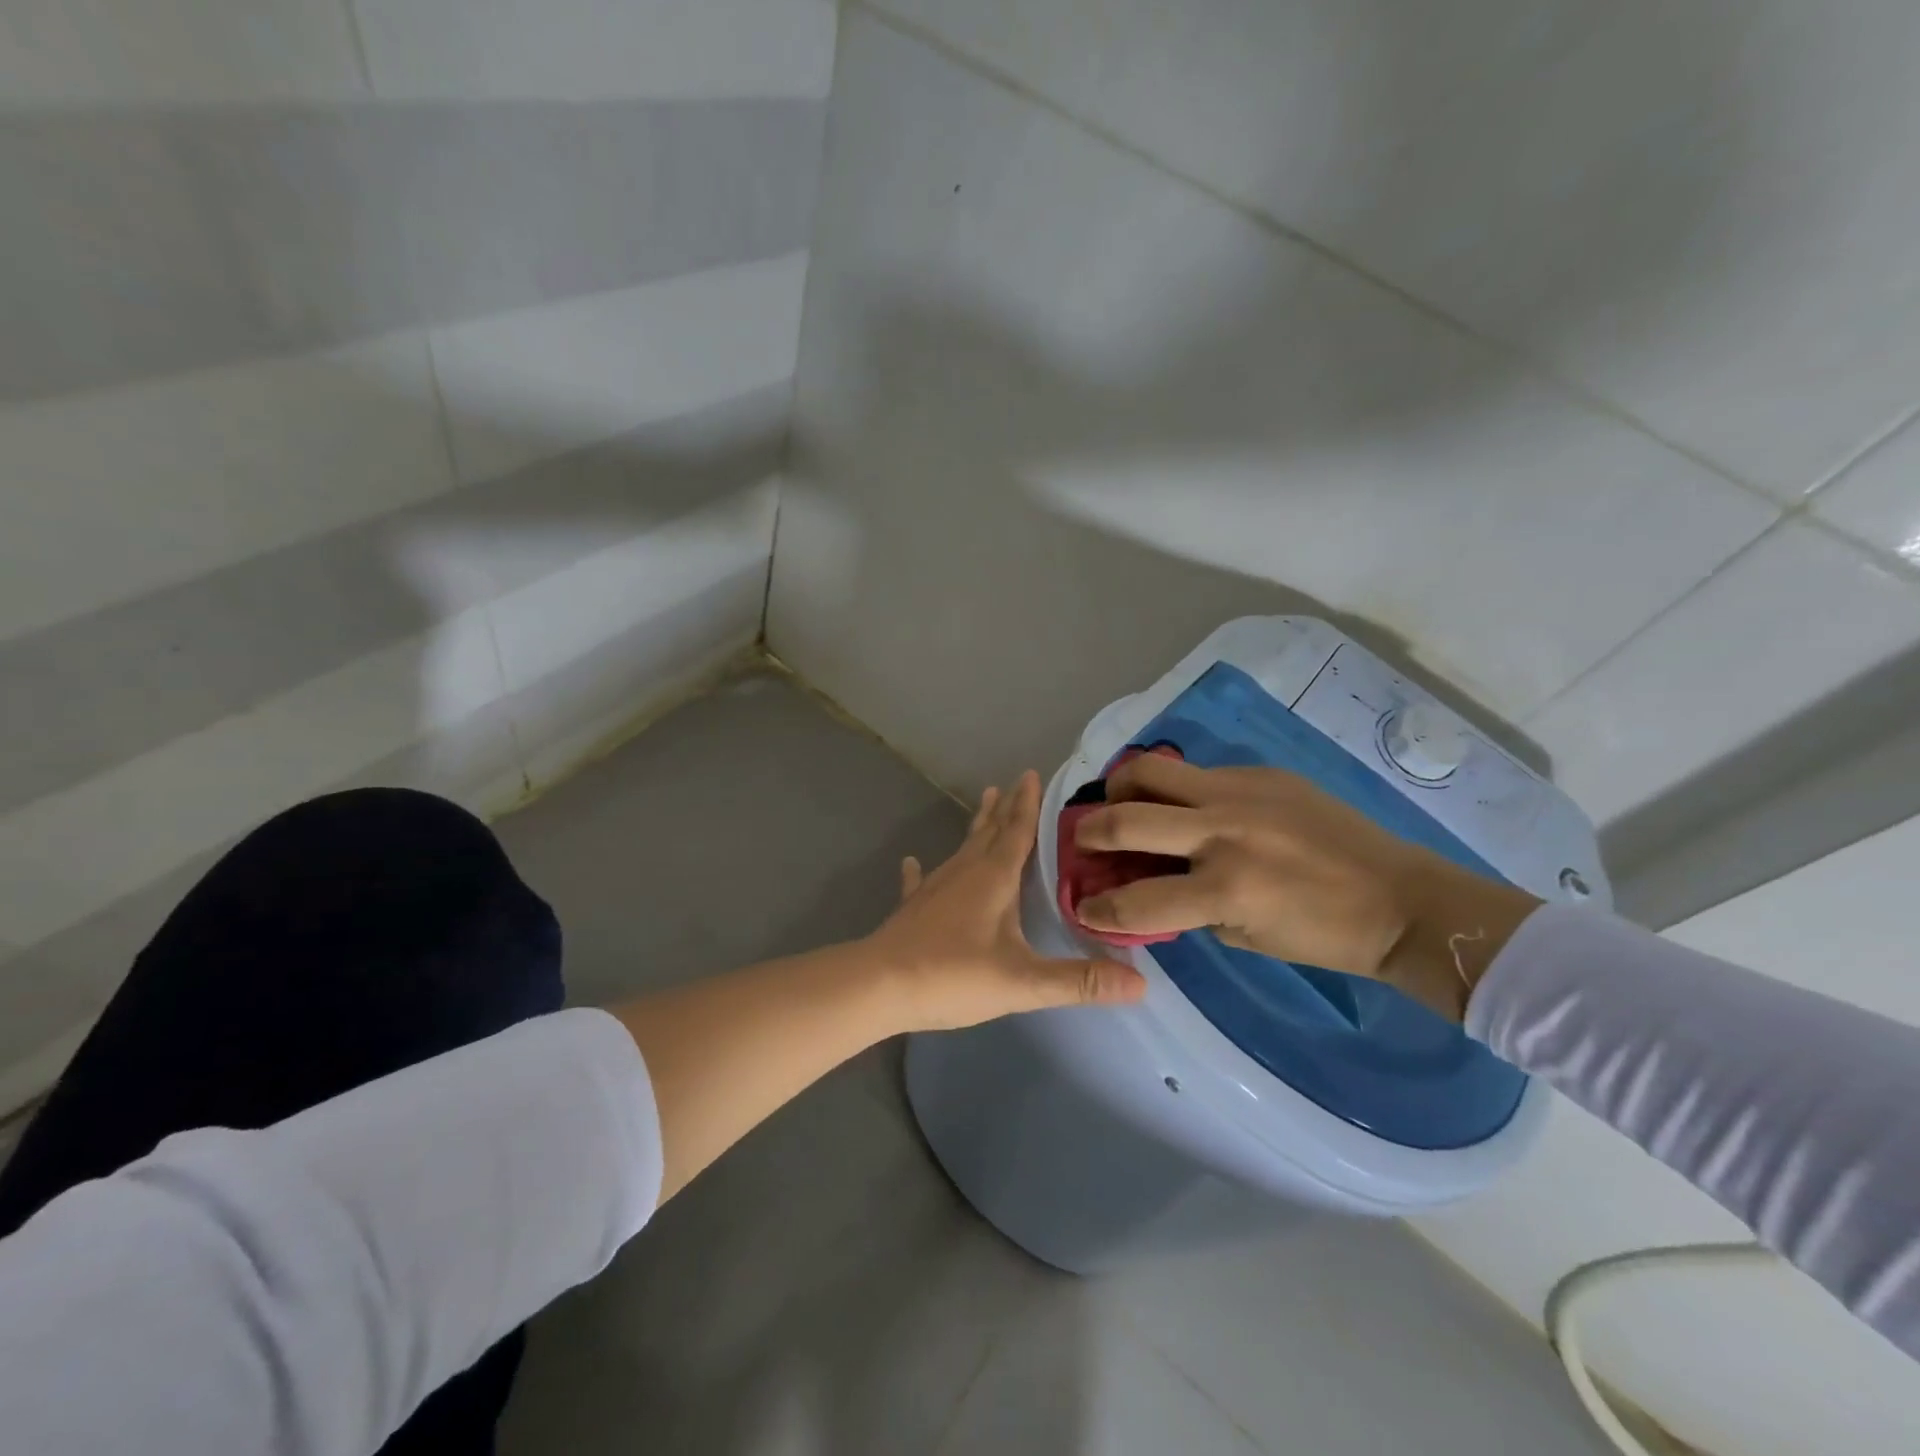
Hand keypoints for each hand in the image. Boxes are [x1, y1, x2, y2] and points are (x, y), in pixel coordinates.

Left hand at [865, 770, 1145, 1030]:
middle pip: (989, 832)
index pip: (1017, 832)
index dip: (1028, 805)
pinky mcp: (913, 908)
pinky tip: (913, 862)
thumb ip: (1079, 981)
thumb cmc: (953, 975)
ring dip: (976, 827)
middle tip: (1014, 782)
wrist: (880, 986)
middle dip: (1006, 807)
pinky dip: (921, 871)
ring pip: (962, 848)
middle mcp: (964, 872)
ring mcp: (935, 887)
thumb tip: (1140, 985)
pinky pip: (921, 881)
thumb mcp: (1022, 982)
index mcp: (993, 878)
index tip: (1033, 774)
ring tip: (984, 803)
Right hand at [1072, 755, 1538, 1019]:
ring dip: (1121, 789)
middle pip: (1125, 817)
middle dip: (1089, 833)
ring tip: (1121, 804)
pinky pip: (1196, 773)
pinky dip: (1175, 789)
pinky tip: (1186, 806)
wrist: (1402, 898)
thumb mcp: (1242, 936)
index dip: (1096, 910)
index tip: (1082, 906)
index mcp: (1224, 888)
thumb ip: (1187, 908)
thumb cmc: (1323, 935)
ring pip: (1150, 770)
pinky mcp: (1260, 773)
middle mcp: (1223, 830)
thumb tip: (1145, 887)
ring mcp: (1241, 792)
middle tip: (1083, 841)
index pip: (1133, 901)